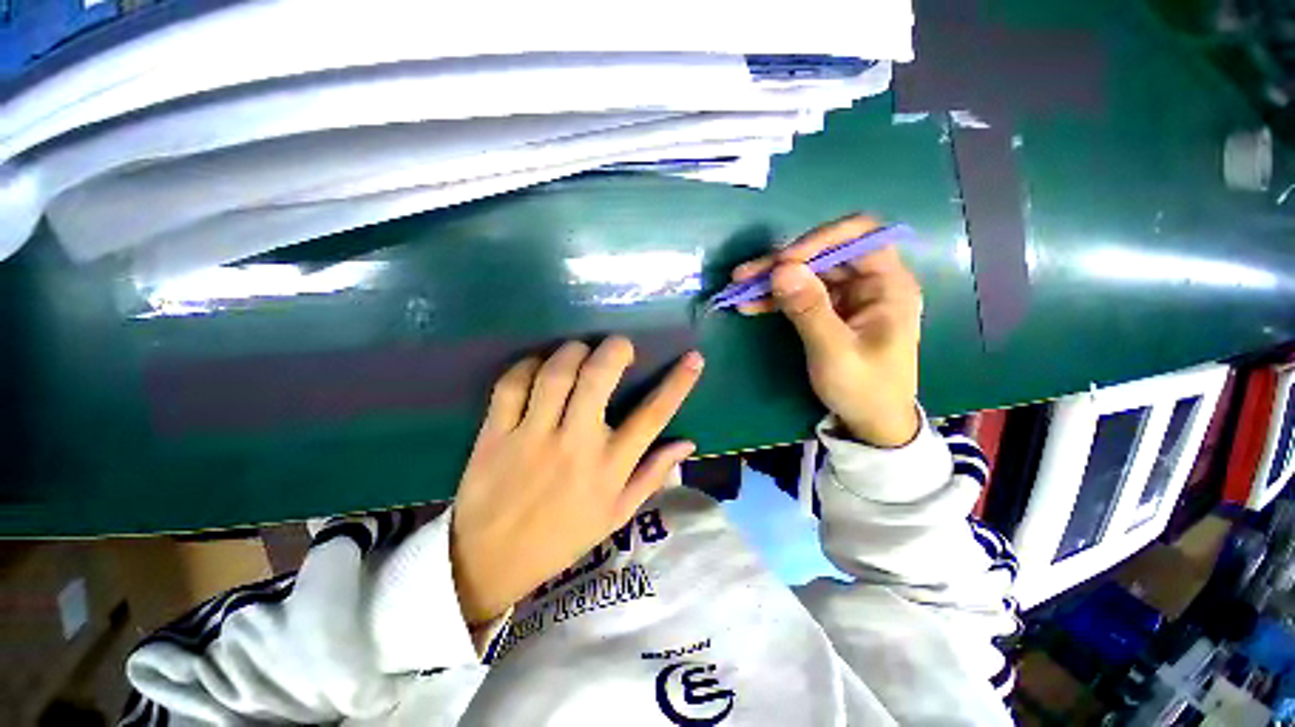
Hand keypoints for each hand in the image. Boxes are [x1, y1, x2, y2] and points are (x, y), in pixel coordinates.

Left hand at [450, 338, 703, 625]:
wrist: (492, 561)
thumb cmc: (564, 537)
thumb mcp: (618, 513)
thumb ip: (653, 475)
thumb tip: (687, 443)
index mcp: (610, 467)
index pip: (653, 415)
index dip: (678, 383)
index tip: (693, 358)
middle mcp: (575, 444)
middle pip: (597, 378)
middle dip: (614, 349)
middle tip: (620, 345)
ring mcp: (532, 436)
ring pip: (556, 373)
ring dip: (573, 351)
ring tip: (580, 352)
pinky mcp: (496, 433)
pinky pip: (512, 385)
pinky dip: (527, 366)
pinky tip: (538, 367)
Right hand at [733, 215, 921, 447]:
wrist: (869, 422)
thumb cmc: (864, 389)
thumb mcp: (835, 352)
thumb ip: (809, 309)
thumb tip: (781, 269)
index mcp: (888, 284)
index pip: (859, 236)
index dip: (819, 240)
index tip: (783, 262)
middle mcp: (869, 282)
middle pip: (823, 254)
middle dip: (782, 263)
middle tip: (744, 276)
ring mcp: (847, 296)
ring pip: (806, 273)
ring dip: (771, 279)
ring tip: (738, 288)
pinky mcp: (828, 310)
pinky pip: (799, 294)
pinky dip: (774, 298)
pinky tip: (749, 304)